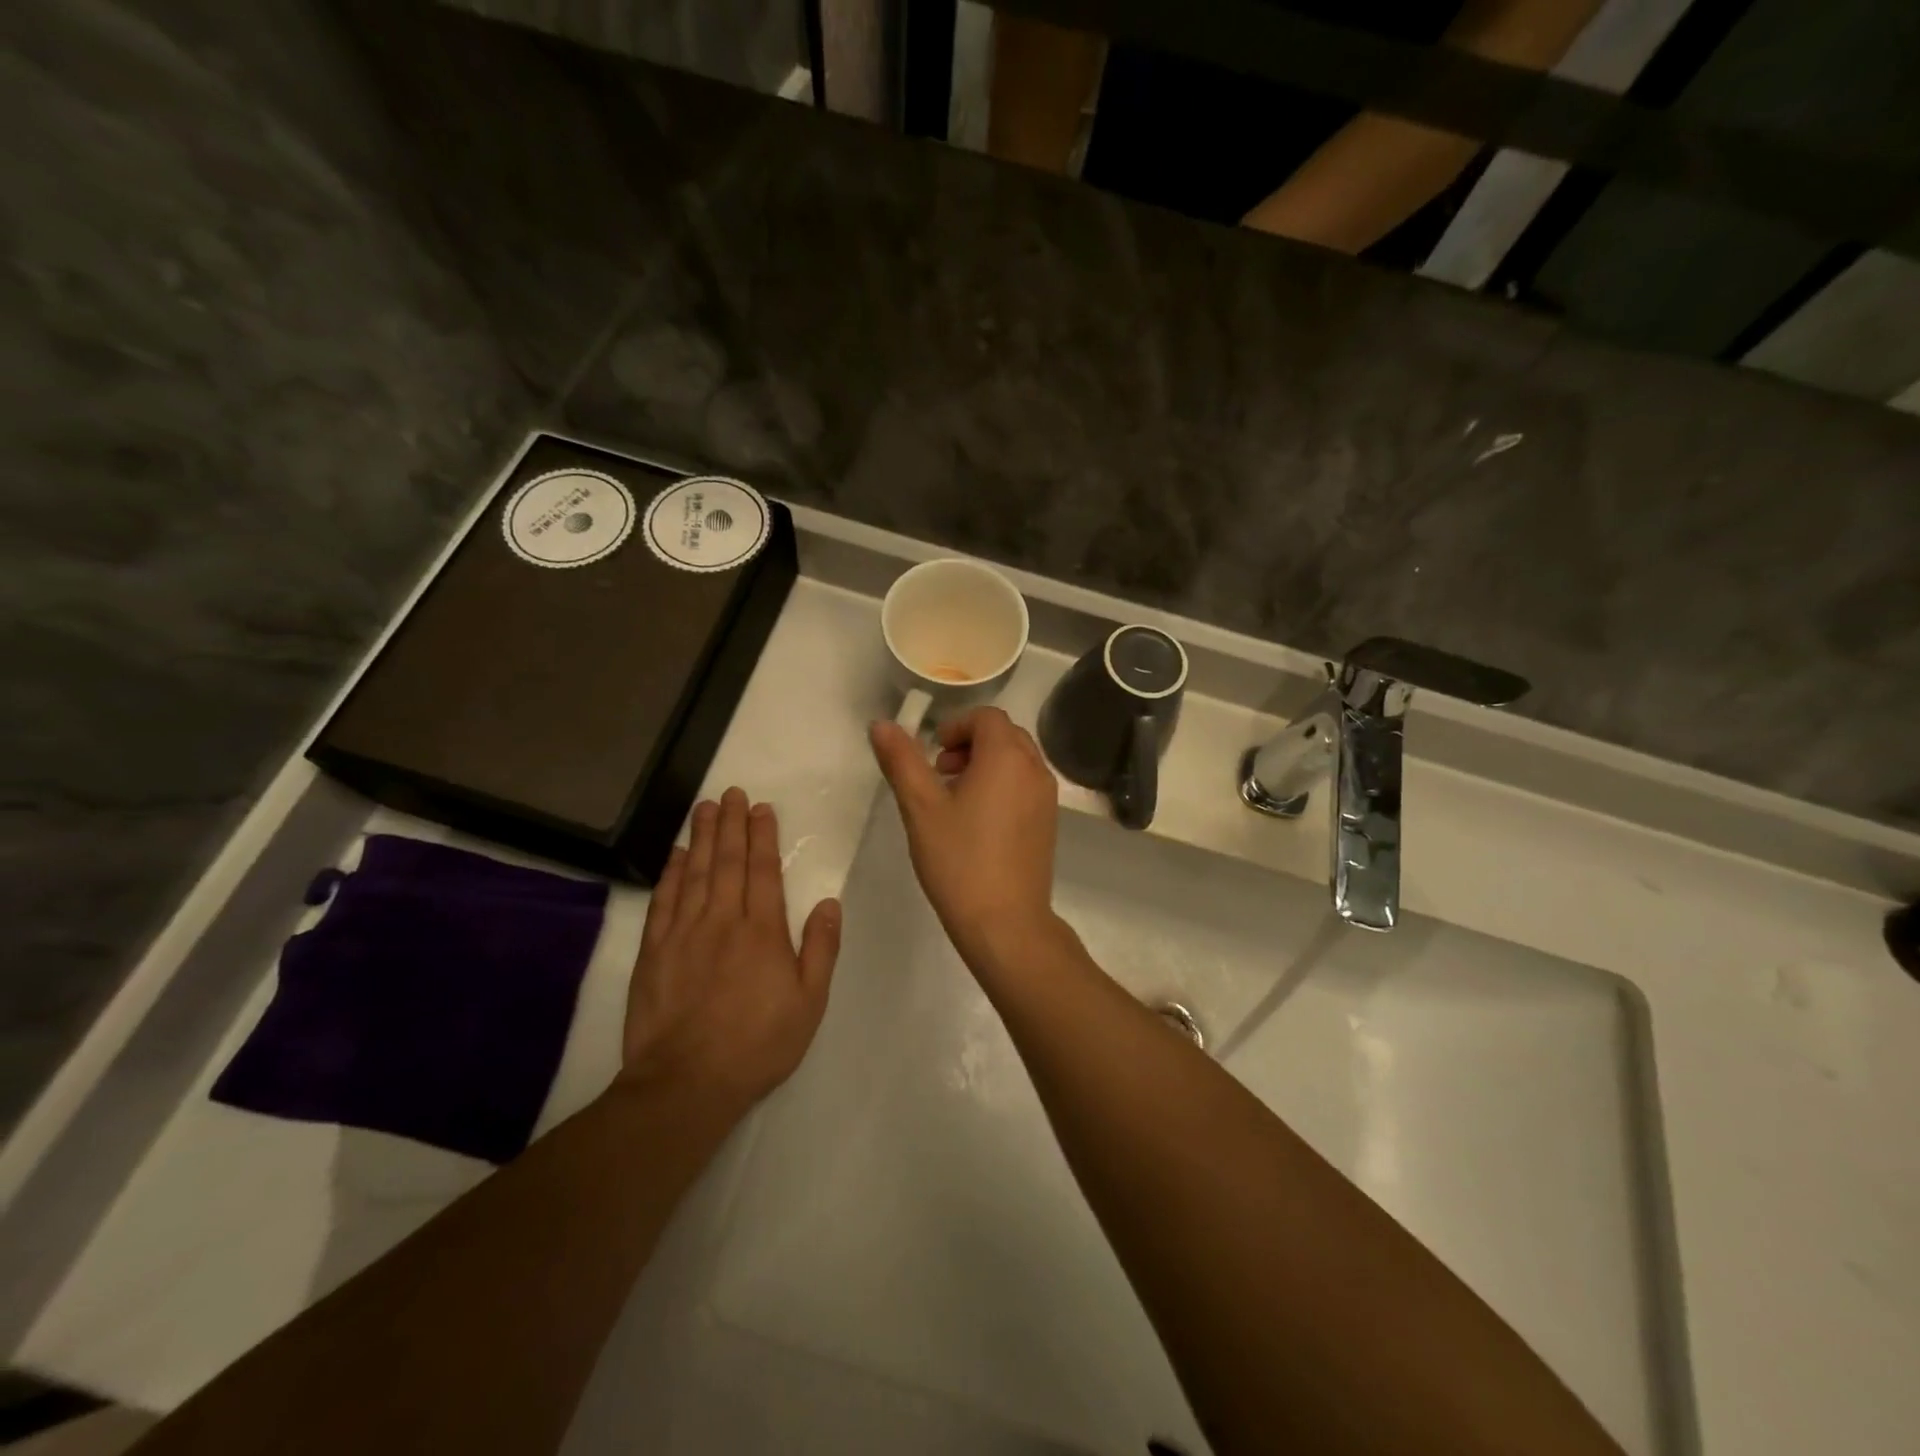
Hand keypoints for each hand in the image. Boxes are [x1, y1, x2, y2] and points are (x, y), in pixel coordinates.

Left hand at [620, 788, 840, 1112]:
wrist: (686, 1082)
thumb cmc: (758, 1044)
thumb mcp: (809, 1003)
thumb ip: (820, 949)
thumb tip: (828, 903)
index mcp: (762, 931)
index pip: (763, 871)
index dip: (763, 836)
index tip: (762, 808)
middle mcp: (722, 921)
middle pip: (727, 862)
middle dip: (732, 824)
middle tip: (732, 792)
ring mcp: (683, 933)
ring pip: (695, 873)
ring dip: (702, 837)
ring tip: (705, 807)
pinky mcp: (654, 952)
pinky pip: (663, 901)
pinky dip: (671, 873)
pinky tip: (677, 854)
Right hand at [869, 708, 1060, 970]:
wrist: (1006, 923)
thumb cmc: (959, 860)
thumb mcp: (921, 807)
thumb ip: (902, 760)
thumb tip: (882, 724)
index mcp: (1007, 757)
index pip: (986, 717)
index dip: (956, 727)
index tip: (933, 755)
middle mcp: (1035, 769)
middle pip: (1004, 735)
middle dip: (970, 744)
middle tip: (940, 774)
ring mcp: (1047, 797)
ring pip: (1017, 760)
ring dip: (986, 764)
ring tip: (954, 799)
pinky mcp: (1049, 823)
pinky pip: (1025, 785)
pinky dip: (1002, 785)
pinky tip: (978, 822)